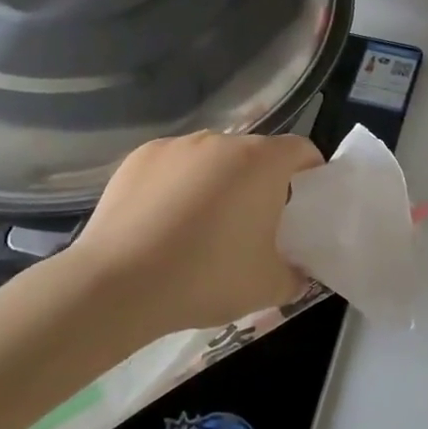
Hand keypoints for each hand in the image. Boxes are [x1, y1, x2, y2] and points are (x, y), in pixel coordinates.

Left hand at [65, 131, 325, 332]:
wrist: (117, 285)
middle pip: (254, 154)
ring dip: (217, 182)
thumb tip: (299, 271)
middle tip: (253, 225)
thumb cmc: (207, 277)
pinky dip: (178, 185)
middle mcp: (222, 141)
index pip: (301, 150)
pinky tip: (163, 223)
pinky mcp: (139, 157)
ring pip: (212, 159)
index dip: (310, 173)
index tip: (304, 203)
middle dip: (260, 182)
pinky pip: (173, 166)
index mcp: (262, 162)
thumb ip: (296, 275)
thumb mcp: (268, 287)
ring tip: (201, 226)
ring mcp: (177, 146)